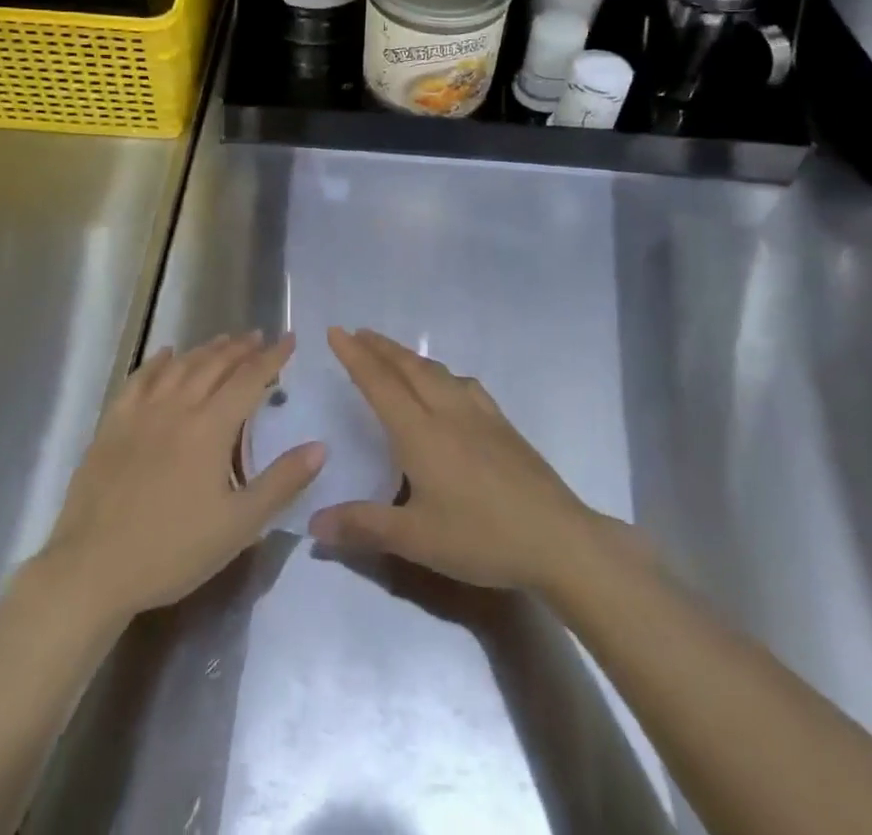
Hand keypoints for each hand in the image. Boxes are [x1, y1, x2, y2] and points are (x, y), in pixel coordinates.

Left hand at [39, 332, 324, 621]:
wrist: (93, 569)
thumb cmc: (172, 550)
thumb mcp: (239, 526)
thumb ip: (281, 482)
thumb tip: (320, 446)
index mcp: (210, 427)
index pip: (249, 379)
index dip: (272, 357)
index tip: (289, 339)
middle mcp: (178, 407)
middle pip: (214, 365)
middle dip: (240, 348)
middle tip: (258, 336)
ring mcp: (141, 412)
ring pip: (180, 366)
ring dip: (205, 350)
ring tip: (223, 341)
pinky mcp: (112, 424)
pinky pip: (139, 379)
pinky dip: (157, 362)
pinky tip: (166, 354)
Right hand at [308, 328, 622, 594]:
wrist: (557, 538)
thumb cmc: (481, 538)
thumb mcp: (416, 540)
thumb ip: (363, 526)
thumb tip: (314, 524)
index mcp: (420, 432)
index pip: (379, 383)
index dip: (355, 356)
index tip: (336, 331)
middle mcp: (447, 411)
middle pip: (407, 367)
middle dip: (380, 347)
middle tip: (357, 333)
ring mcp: (479, 414)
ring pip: (436, 371)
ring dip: (408, 356)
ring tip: (393, 353)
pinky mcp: (502, 424)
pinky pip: (462, 383)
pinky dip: (441, 373)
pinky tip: (448, 384)